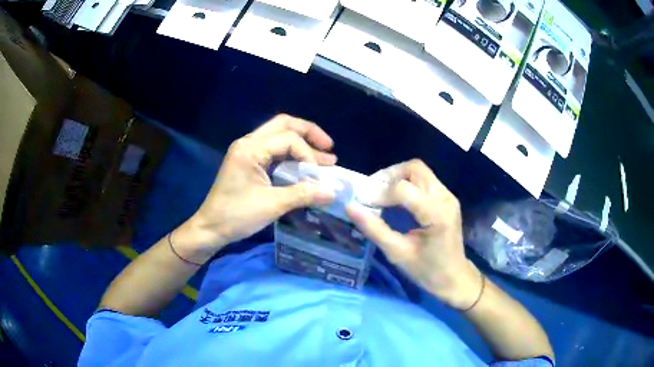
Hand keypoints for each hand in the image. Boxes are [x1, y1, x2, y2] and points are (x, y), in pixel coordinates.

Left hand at [175, 114, 337, 262]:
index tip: (318, 178)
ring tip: (325, 155)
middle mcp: (248, 143)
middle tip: (329, 147)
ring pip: (279, 135)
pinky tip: (305, 164)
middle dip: (309, 133)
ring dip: (302, 143)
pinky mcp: (247, 161)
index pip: (288, 139)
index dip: (308, 156)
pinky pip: (273, 149)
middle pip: (284, 125)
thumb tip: (332, 192)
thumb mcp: (272, 205)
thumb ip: (303, 194)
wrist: (210, 228)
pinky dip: (291, 153)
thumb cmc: (236, 216)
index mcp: (250, 148)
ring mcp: (246, 151)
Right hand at [346, 159, 481, 308]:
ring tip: (382, 194)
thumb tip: (350, 208)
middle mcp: (445, 198)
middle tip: (373, 191)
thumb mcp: (397, 253)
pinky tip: (397, 199)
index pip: (404, 189)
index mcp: (436, 214)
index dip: (380, 193)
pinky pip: (425, 179)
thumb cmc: (427, 271)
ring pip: (420, 171)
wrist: (454, 278)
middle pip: (415, 168)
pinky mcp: (447, 198)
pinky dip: (407, 183)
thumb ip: (374, 229)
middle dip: (390, 175)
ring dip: (398, 177)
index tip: (364, 203)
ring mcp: (448, 196)